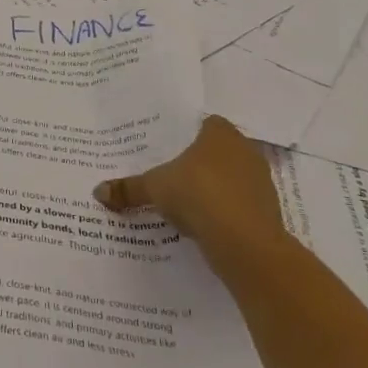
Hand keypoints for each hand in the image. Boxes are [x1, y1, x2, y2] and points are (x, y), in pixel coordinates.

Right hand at [93, 116, 286, 254]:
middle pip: (219, 151)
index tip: (169, 150)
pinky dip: (226, 211)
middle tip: (173, 174)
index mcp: (220, 133)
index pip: (205, 124)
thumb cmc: (198, 195)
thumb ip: (128, 188)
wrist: (245, 243)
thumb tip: (98, 191)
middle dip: (200, 162)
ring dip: (214, 188)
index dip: (188, 135)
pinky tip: (205, 223)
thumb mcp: (154, 189)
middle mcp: (245, 150)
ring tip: (186, 202)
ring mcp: (261, 181)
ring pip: (232, 178)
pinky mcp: (268, 210)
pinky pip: (240, 204)